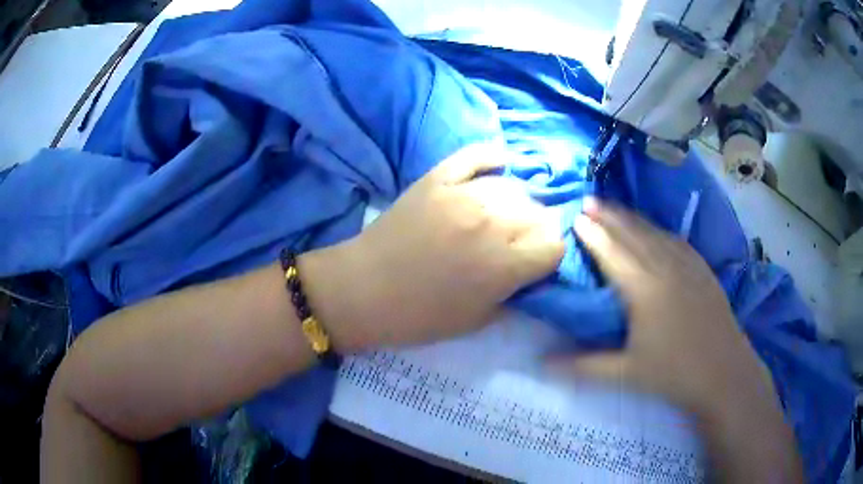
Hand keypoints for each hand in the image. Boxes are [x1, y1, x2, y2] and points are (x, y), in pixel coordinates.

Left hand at [302, 142, 565, 349]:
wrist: (363, 290)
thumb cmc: (420, 316)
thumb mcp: (479, 320)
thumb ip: (516, 293)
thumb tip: (532, 270)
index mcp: (504, 263)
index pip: (555, 244)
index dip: (549, 255)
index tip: (536, 263)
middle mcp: (492, 222)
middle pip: (539, 213)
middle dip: (536, 231)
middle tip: (517, 242)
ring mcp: (463, 194)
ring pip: (514, 186)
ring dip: (516, 202)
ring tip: (501, 215)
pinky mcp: (437, 178)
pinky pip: (476, 156)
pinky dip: (492, 158)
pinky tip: (498, 166)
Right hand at [555, 199, 775, 416]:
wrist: (724, 372)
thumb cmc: (674, 374)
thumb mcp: (625, 374)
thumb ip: (583, 365)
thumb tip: (542, 363)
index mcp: (643, 290)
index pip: (612, 253)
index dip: (593, 234)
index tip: (575, 217)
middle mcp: (664, 268)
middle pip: (633, 235)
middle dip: (609, 216)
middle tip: (589, 199)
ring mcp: (687, 266)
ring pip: (655, 233)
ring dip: (632, 218)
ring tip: (615, 206)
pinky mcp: (702, 270)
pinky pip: (677, 241)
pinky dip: (660, 230)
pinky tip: (656, 229)